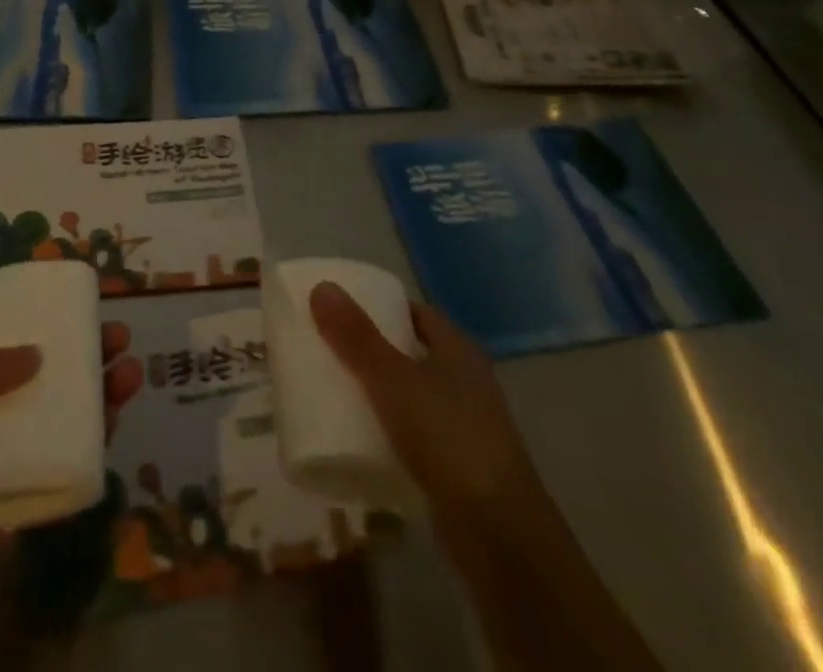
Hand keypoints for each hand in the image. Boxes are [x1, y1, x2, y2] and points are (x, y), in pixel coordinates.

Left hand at [0, 324, 142, 671]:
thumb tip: (36, 355)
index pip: (8, 357)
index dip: (44, 334)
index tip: (79, 314)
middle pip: (43, 386)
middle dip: (82, 361)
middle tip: (118, 338)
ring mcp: (5, 471)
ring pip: (60, 425)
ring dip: (95, 397)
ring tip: (130, 372)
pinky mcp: (22, 511)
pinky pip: (61, 472)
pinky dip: (90, 446)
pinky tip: (114, 420)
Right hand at [309, 284, 547, 550]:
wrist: (499, 536)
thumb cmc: (448, 438)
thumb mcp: (393, 380)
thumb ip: (357, 336)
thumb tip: (322, 286)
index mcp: (458, 349)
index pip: (415, 313)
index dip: (380, 307)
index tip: (340, 310)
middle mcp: (466, 381)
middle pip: (411, 353)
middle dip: (372, 350)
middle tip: (327, 348)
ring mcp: (464, 426)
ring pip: (412, 397)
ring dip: (379, 394)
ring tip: (333, 391)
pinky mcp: (457, 468)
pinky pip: (414, 437)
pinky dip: (388, 433)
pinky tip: (358, 440)